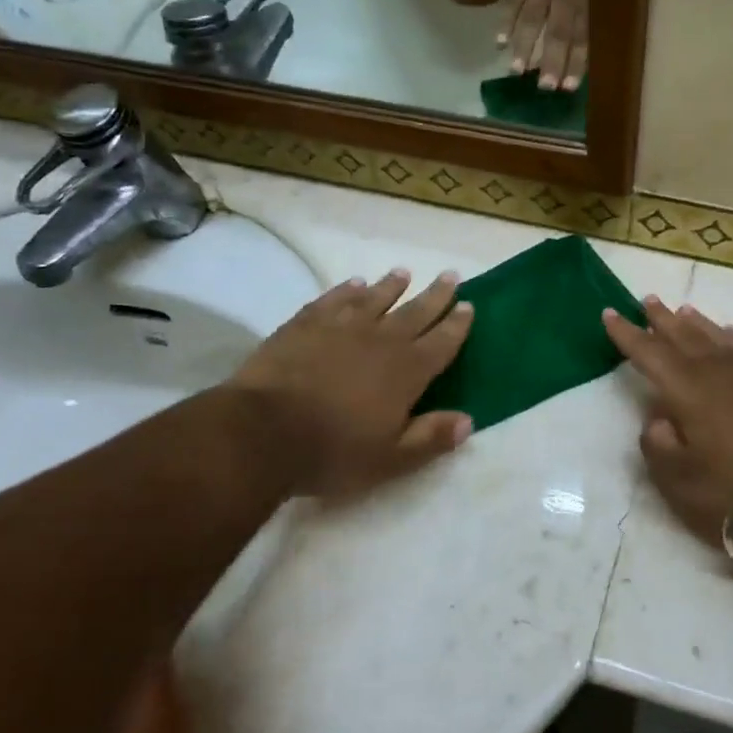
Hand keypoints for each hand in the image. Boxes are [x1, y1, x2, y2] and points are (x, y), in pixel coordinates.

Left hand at [228, 270, 473, 498]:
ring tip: (403, 273)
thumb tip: (468, 421)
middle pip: (415, 312)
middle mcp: (380, 341)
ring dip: (392, 285)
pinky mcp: (305, 324)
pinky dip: (347, 290)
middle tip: (450, 276)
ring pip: (375, 299)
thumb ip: (430, 438)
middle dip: (436, 295)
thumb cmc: (332, 452)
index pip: (441, 342)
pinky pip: (333, 300)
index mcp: (407, 372)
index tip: (469, 306)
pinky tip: (354, 283)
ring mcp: (341, 327)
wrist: (263, 432)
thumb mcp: (390, 459)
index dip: (457, 325)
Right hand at [498, 0, 588, 91]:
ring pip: (531, 21)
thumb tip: (603, 29)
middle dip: (550, 63)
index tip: (569, 88)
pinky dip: (505, 20)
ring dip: (524, 47)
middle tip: (544, 88)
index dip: (576, 63)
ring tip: (516, 70)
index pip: (582, 37)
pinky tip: (499, 41)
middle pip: (556, 34)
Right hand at [603, 298, 732, 544]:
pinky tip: (732, 334)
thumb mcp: (679, 479)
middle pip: (682, 335)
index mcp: (686, 388)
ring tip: (683, 310)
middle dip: (661, 319)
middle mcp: (717, 368)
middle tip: (648, 300)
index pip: (648, 353)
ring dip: (696, 323)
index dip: (626, 334)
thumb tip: (658, 420)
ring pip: (717, 335)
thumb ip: (658, 444)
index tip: (609, 313)